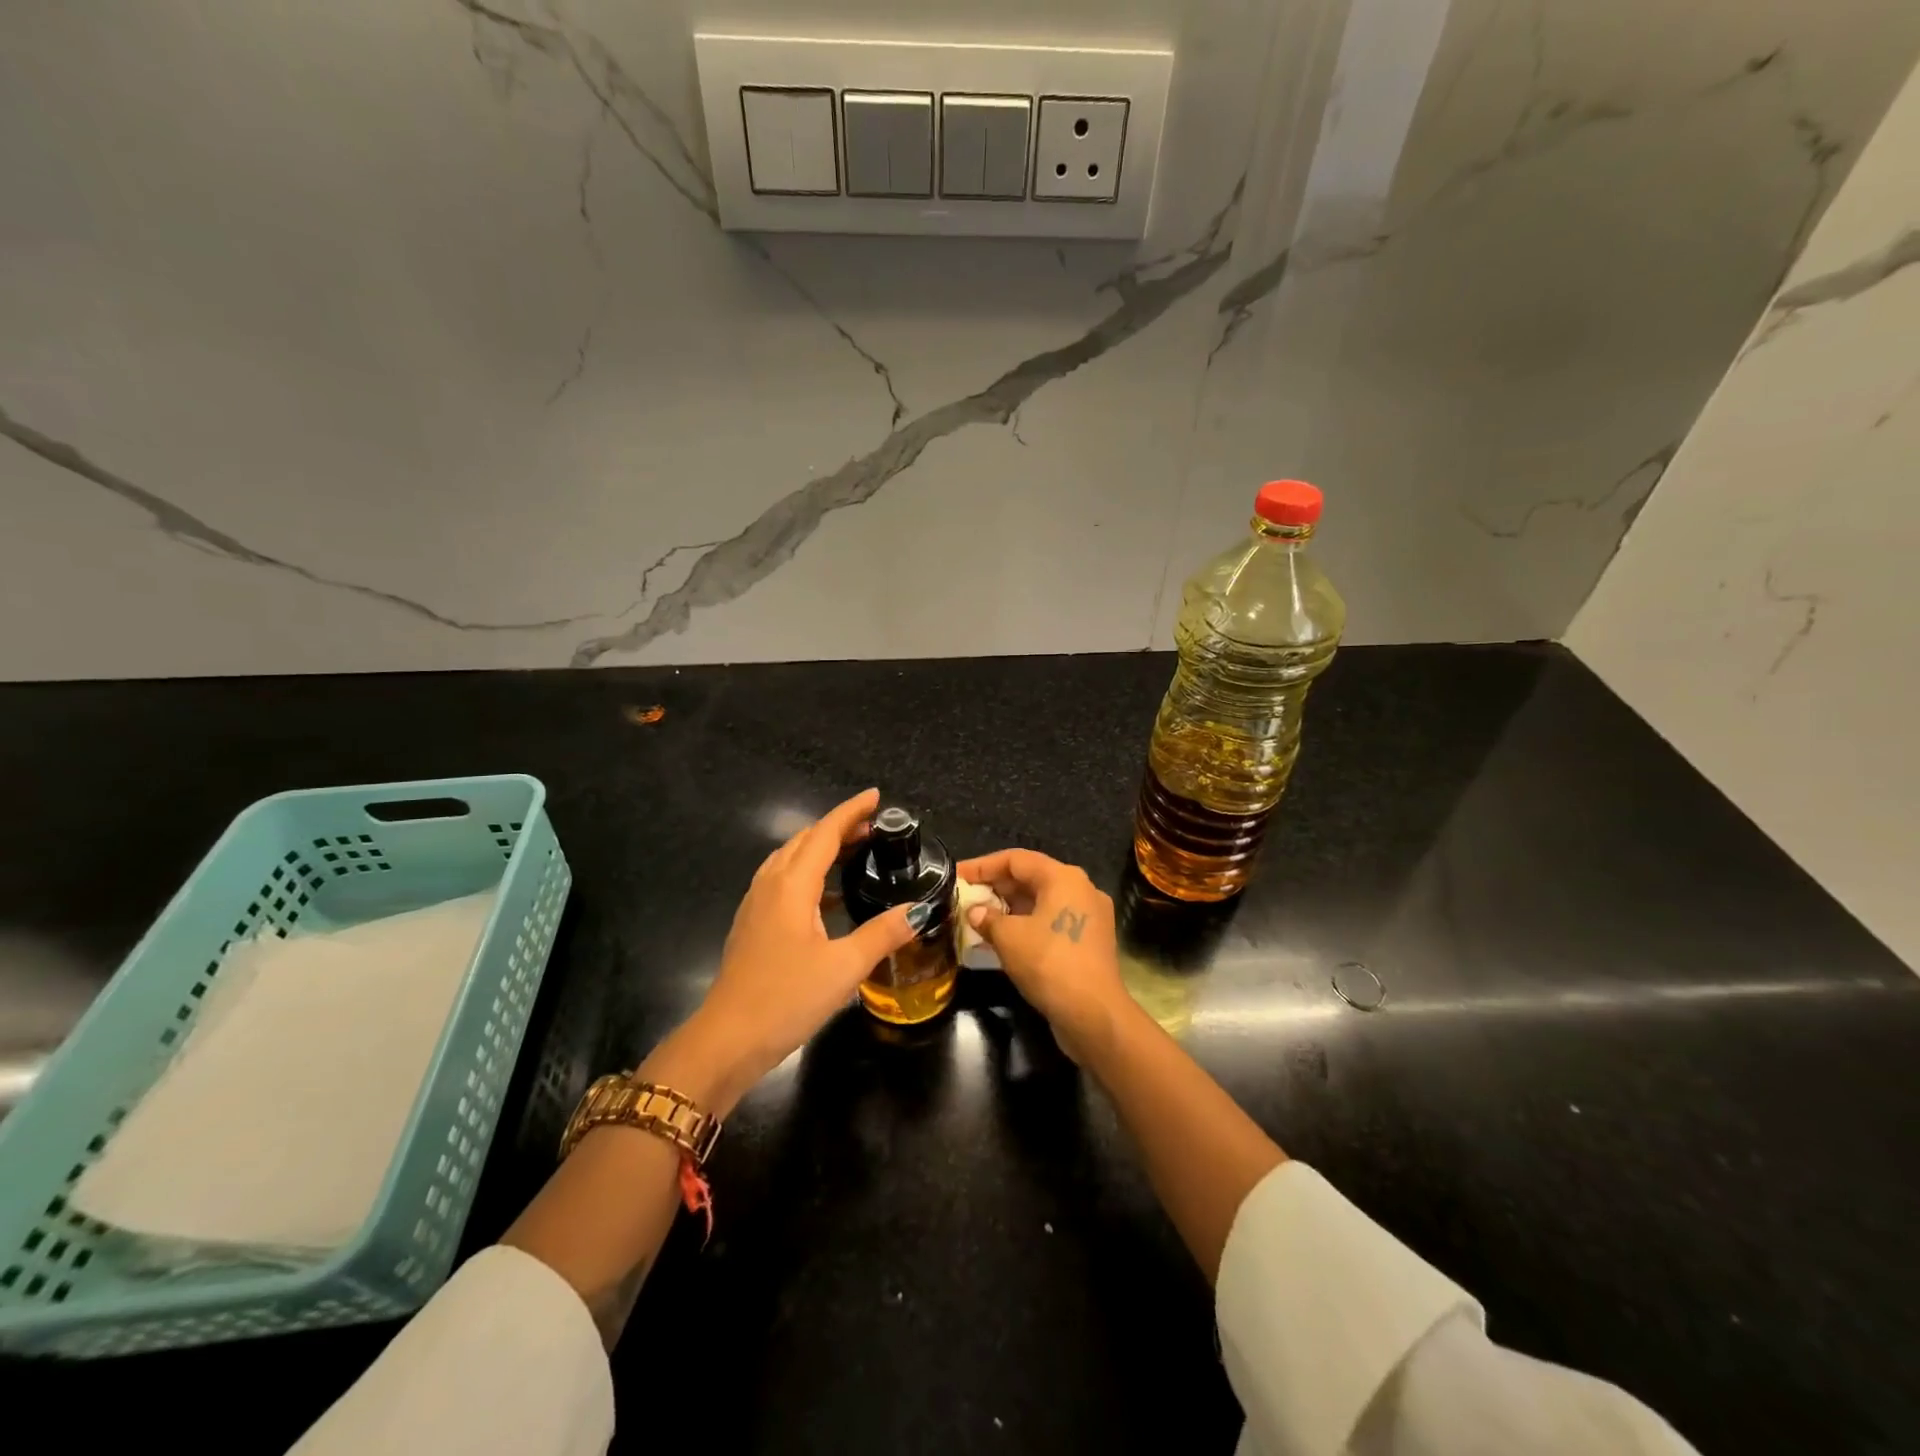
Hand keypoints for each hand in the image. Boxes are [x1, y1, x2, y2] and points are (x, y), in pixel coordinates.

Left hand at [645, 789, 917, 1113]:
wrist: (726, 1041)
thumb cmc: (786, 998)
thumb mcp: (844, 968)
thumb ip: (882, 934)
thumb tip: (919, 910)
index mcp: (792, 886)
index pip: (824, 834)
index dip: (850, 812)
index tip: (875, 796)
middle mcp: (770, 885)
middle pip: (804, 840)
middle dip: (837, 827)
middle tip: (872, 827)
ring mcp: (756, 905)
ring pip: (789, 859)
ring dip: (820, 848)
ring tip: (852, 852)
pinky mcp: (752, 925)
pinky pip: (782, 882)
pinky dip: (807, 873)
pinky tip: (827, 897)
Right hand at [957, 849, 1125, 1061]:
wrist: (1093, 1014)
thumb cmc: (1049, 963)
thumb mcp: (1009, 937)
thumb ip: (987, 918)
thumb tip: (975, 912)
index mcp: (1064, 878)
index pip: (1016, 859)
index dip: (983, 866)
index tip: (957, 876)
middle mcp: (1081, 889)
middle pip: (1031, 878)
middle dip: (996, 887)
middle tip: (965, 898)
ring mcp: (1089, 916)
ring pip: (1041, 902)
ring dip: (1009, 909)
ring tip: (977, 919)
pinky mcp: (1089, 941)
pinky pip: (1051, 922)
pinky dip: (1026, 926)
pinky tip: (1001, 941)